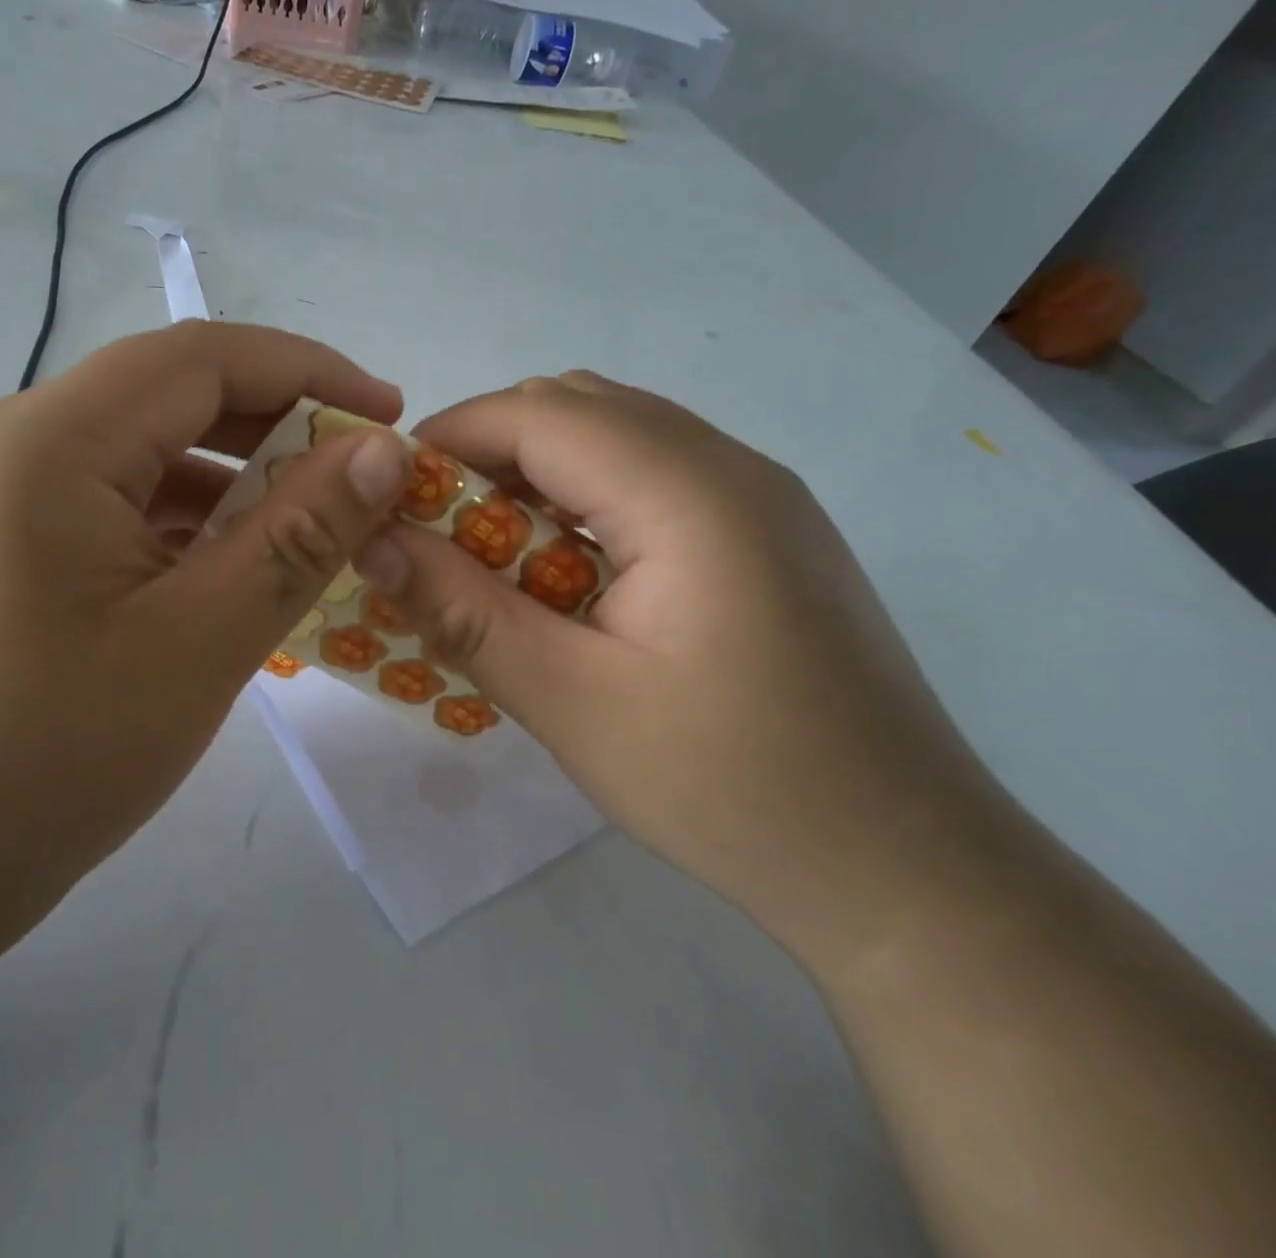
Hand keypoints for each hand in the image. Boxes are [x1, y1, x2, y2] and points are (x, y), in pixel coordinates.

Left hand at [0, 323, 408, 975]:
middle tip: (355, 474)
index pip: (198, 356)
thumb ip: (299, 536)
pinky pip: (98, 502)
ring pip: (132, 453)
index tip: (387, 413)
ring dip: (224, 478)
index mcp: (44, 443)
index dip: (306, 371)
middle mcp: (2, 443)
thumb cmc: (45, 764)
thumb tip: (382, 454)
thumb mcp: (199, 644)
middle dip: (271, 424)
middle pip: (163, 396)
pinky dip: (171, 520)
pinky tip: (217, 568)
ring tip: (301, 527)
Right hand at [353, 372, 1008, 964]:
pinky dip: (587, 499)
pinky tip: (567, 575)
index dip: (448, 438)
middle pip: (577, 407)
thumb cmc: (729, 786)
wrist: (904, 868)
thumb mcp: (569, 701)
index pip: (538, 413)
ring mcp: (760, 496)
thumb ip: (462, 610)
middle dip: (487, 452)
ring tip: (491, 555)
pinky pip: (654, 476)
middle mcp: (731, 466)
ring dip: (537, 475)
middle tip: (434, 531)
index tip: (387, 496)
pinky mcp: (769, 533)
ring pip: (616, 436)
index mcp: (688, 493)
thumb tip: (371, 541)